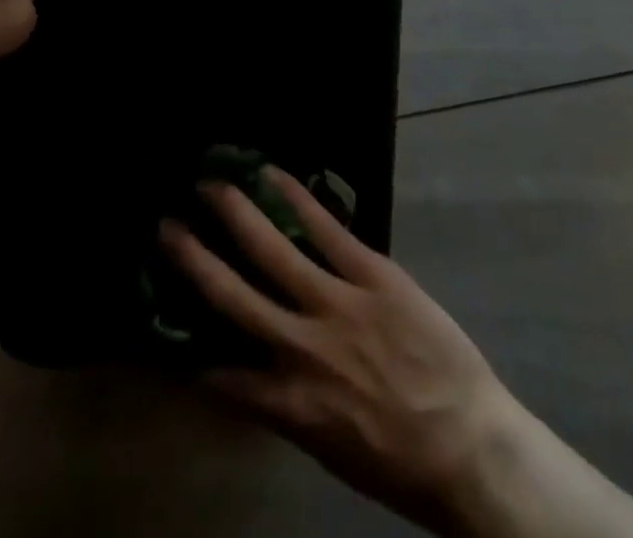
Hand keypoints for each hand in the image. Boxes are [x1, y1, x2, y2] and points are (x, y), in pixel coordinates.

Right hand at [159, 169, 523, 535]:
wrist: (470, 445)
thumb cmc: (400, 459)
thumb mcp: (329, 448)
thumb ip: (286, 402)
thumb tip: (252, 370)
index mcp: (286, 402)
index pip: (220, 373)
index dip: (186, 348)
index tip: (162, 318)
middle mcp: (299, 348)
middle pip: (231, 295)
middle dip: (193, 257)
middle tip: (165, 223)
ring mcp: (337, 304)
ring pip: (272, 249)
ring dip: (236, 213)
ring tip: (209, 184)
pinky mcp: (372, 274)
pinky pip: (326, 228)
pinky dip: (296, 197)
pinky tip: (272, 173)